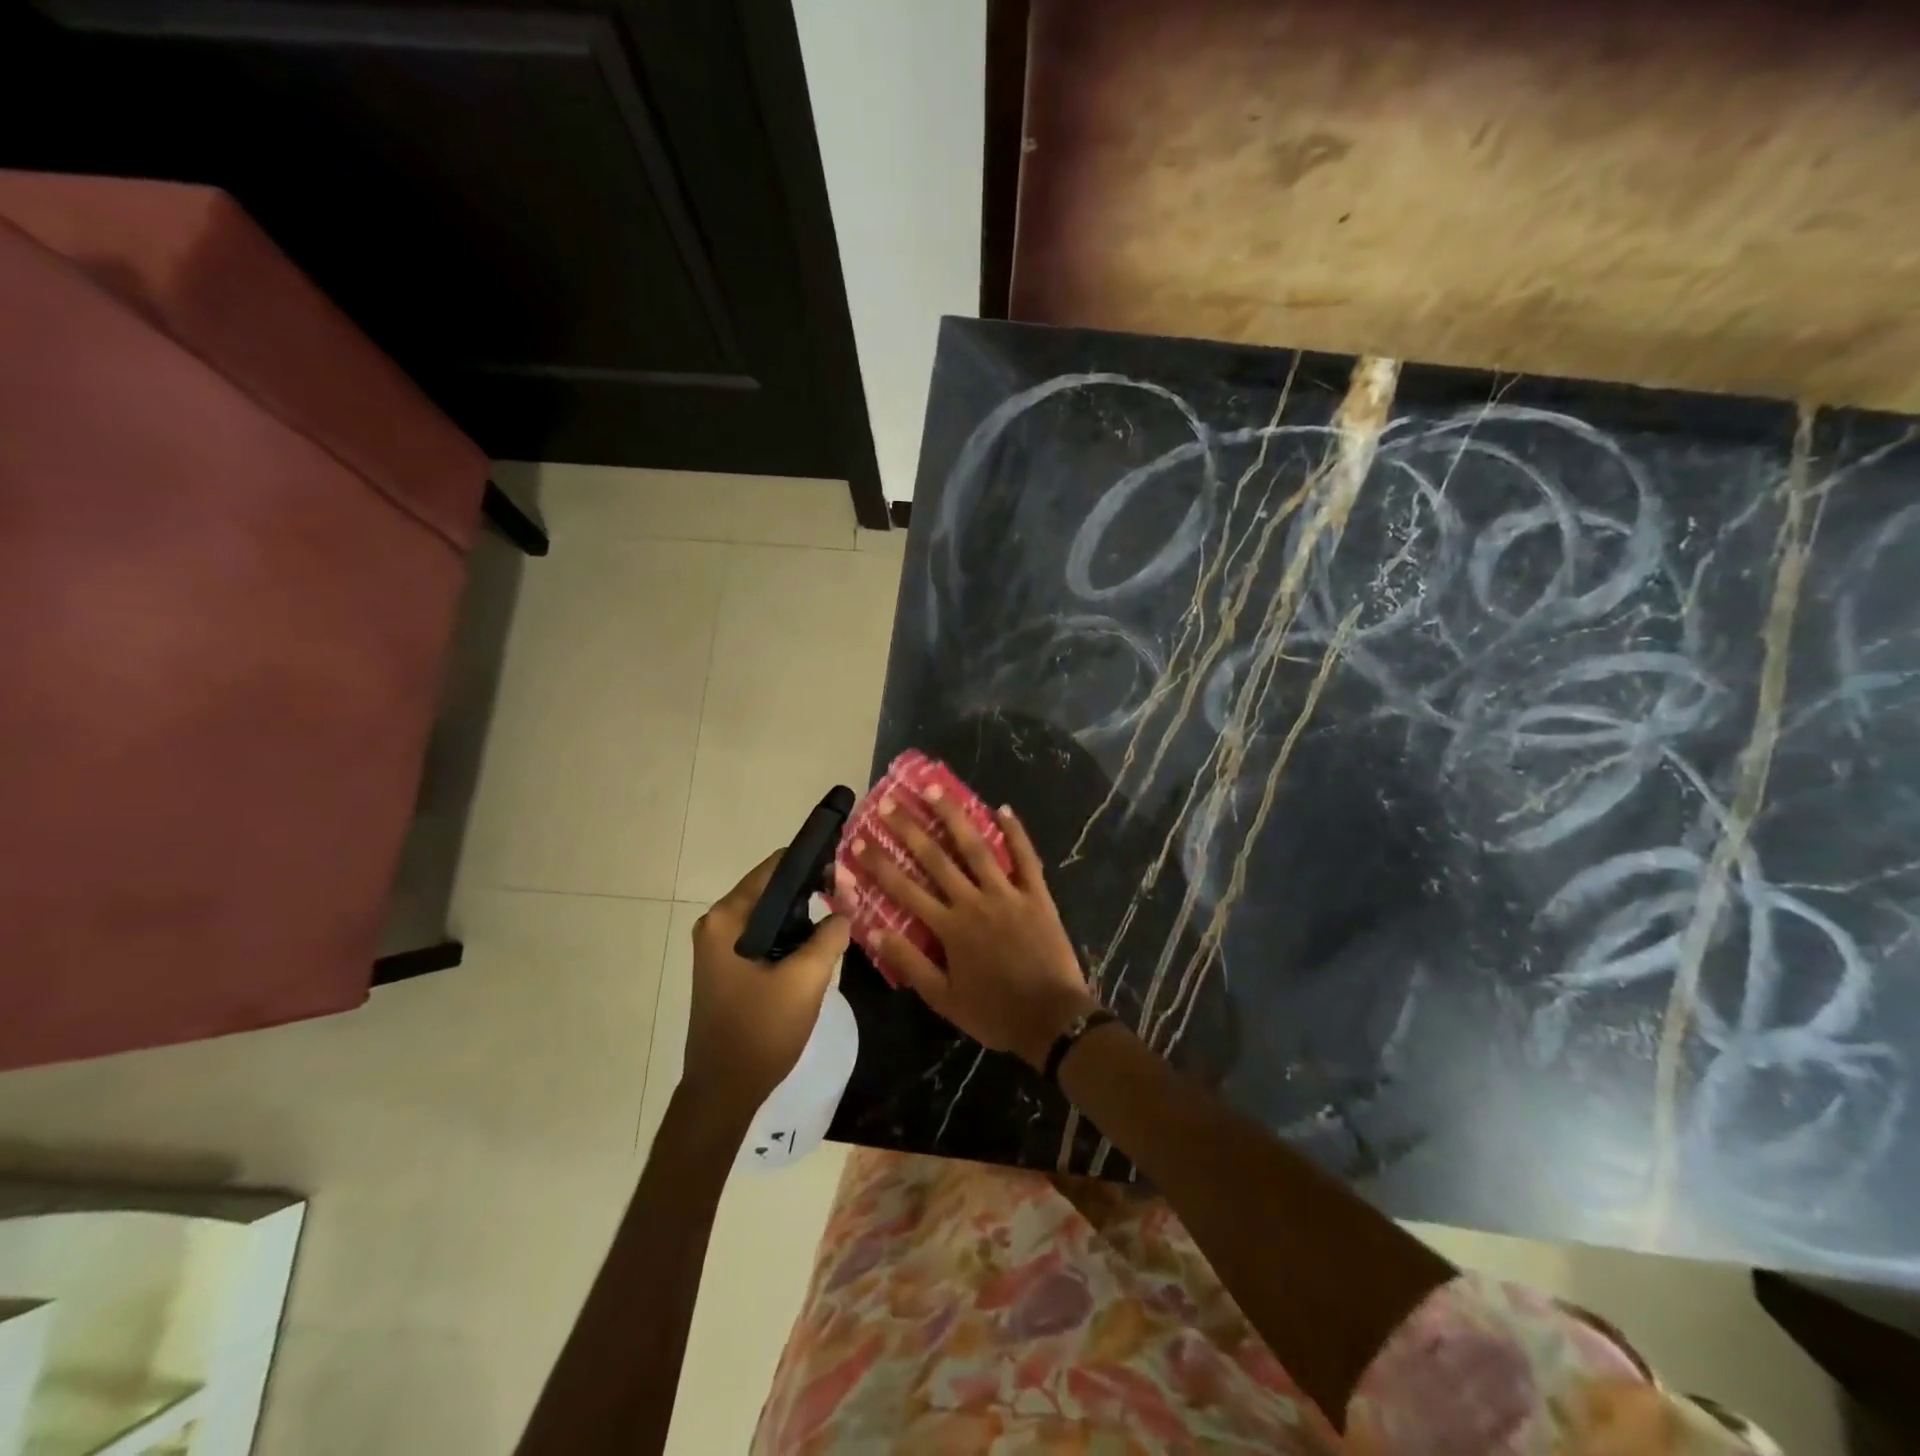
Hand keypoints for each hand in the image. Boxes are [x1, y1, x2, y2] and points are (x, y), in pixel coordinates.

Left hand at [684, 851, 850, 1124]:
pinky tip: (821, 943)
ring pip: (773, 915)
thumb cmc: (760, 1031)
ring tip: (845, 915)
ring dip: (806, 914)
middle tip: (853, 896)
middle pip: (773, 889)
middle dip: (813, 889)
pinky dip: (793, 935)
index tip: (848, 870)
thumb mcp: (805, 979)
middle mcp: (718, 923)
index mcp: (728, 918)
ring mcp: (721, 947)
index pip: (775, 868)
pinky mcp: (729, 967)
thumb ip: (830, 935)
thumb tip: (846, 910)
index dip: (814, 863)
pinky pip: (766, 936)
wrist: (723, 1093)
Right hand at [847, 789, 1098, 1070]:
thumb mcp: (943, 998)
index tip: (858, 842)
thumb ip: (909, 962)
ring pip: (976, 848)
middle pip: (935, 859)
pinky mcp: (1037, 895)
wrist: (1052, 1019)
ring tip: (935, 789)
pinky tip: (1002, 807)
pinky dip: (1015, 832)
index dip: (879, 864)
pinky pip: (1026, 857)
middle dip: (909, 829)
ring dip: (954, 817)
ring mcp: (1008, 894)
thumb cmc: (994, 1012)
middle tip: (889, 803)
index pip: (904, 889)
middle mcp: (974, 901)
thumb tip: (874, 930)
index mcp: (949, 927)